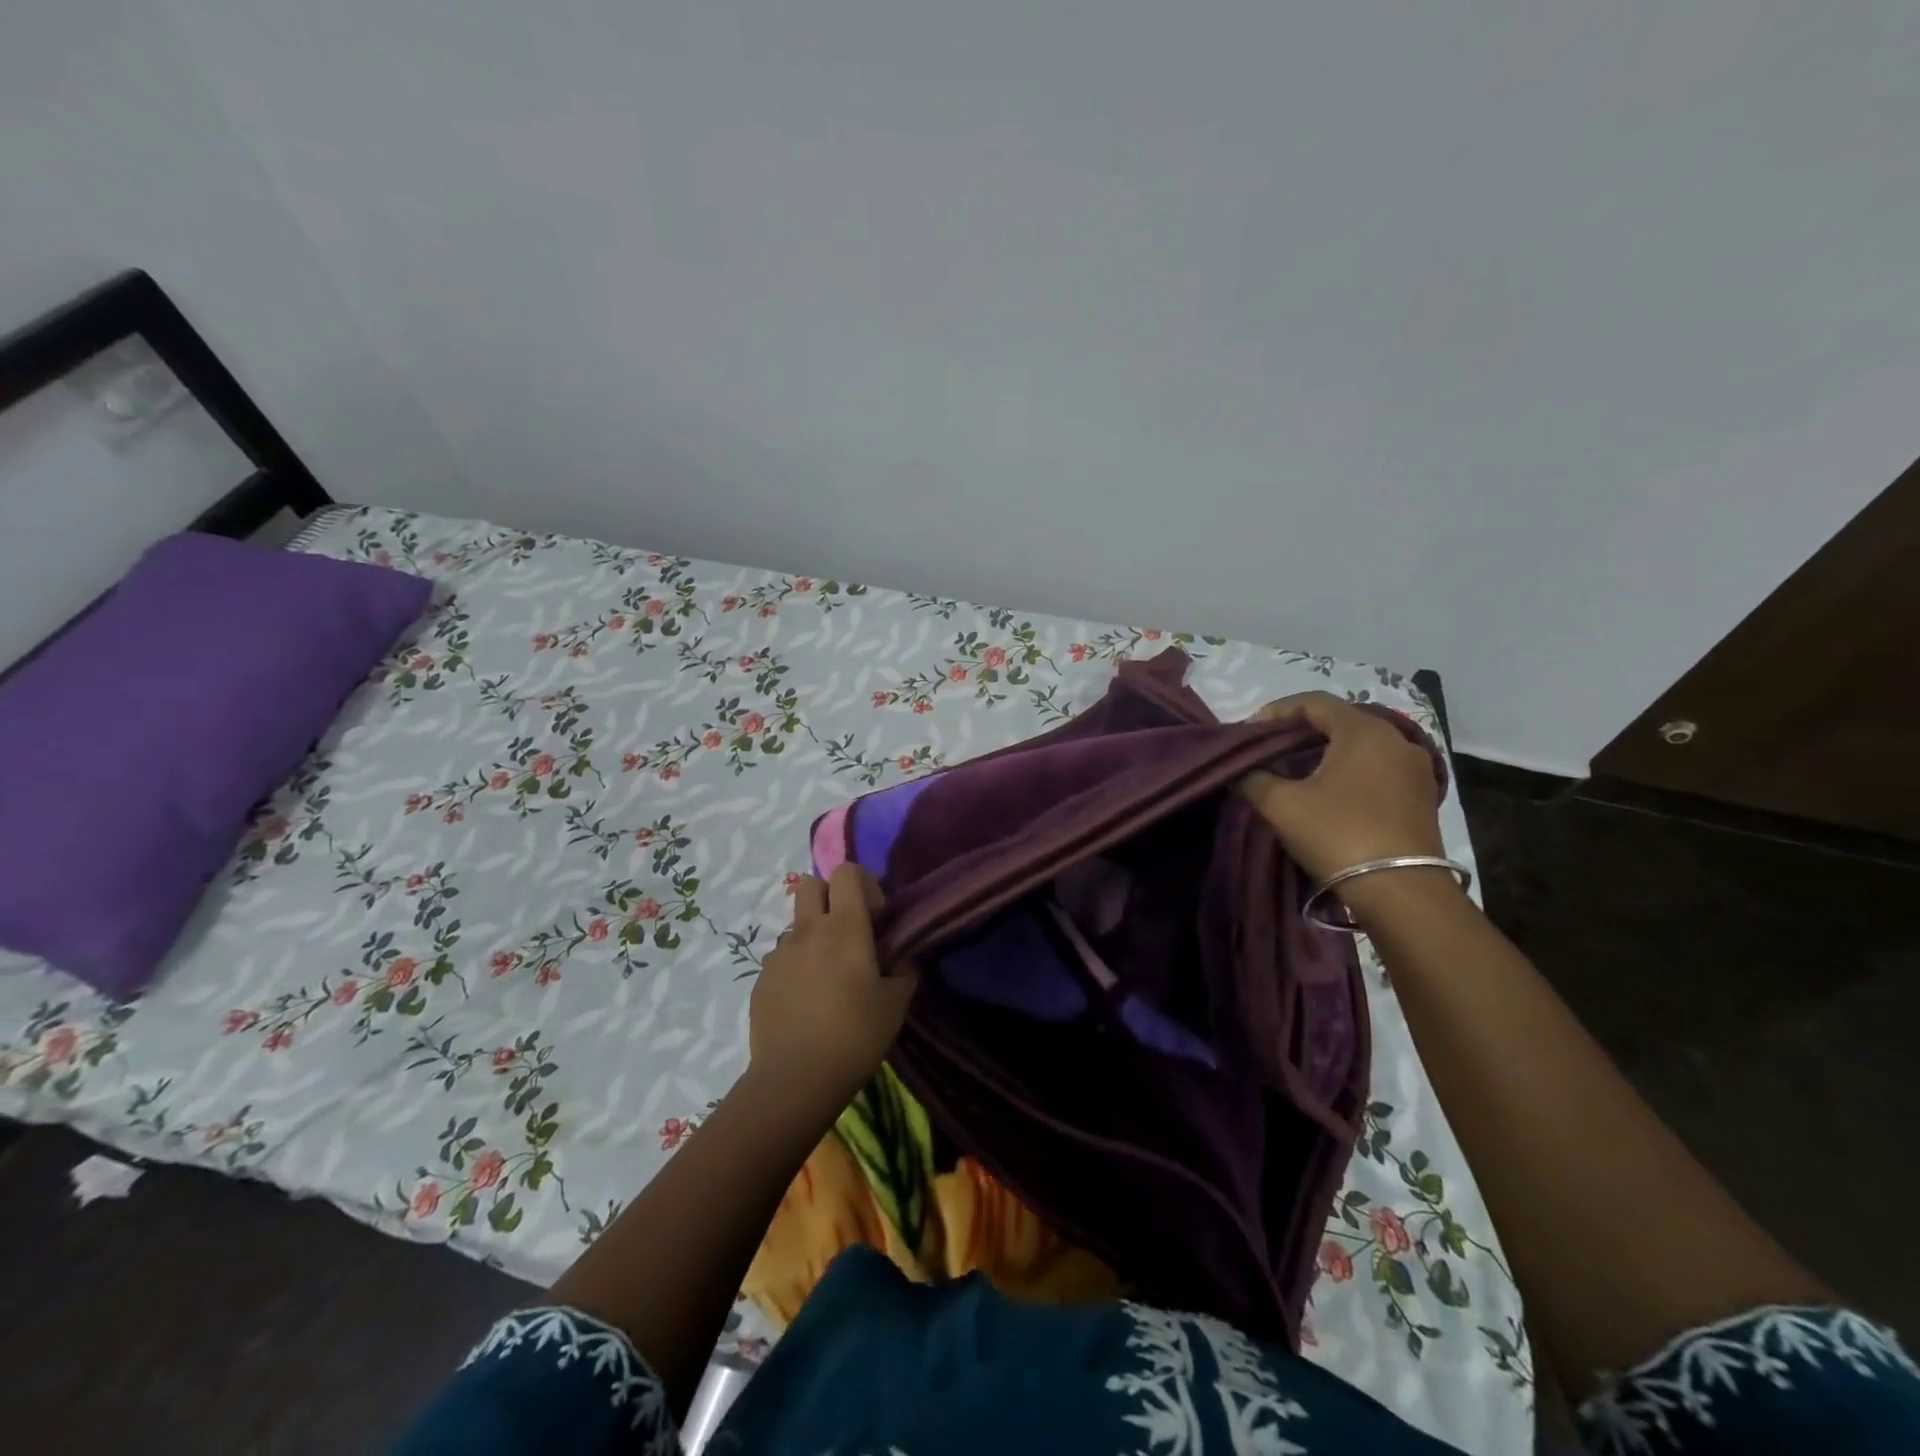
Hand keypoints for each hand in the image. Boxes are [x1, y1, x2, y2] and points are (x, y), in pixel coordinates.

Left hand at [749, 864, 918, 1100]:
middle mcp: (808, 930)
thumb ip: (904, 970)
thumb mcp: (896, 1004)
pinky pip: (783, 957)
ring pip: (798, 924)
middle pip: (812, 884)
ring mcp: (780, 954)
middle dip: (832, 896)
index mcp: (844, 927)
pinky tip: (808, 1001)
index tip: (877, 919)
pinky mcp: (761, 979)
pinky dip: (798, 966)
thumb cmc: (855, 1035)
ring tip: (829, 976)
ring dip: (815, 935)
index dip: (864, 884)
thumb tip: (901, 958)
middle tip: (850, 932)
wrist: (794, 1080)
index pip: (847, 871)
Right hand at [1235, 692, 1450, 916]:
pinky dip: (1348, 770)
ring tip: (1293, 772)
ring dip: (1324, 752)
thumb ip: (1253, 778)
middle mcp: (1396, 739)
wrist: (1401, 892)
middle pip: (1339, 721)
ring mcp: (1414, 768)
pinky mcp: (1421, 796)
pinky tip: (1327, 792)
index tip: (1249, 733)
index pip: (1314, 702)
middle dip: (1299, 732)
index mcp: (1364, 731)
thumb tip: (1239, 771)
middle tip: (1267, 750)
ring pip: (1360, 745)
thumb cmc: (1338, 835)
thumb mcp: (1282, 805)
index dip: (1276, 712)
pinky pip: (1377, 768)